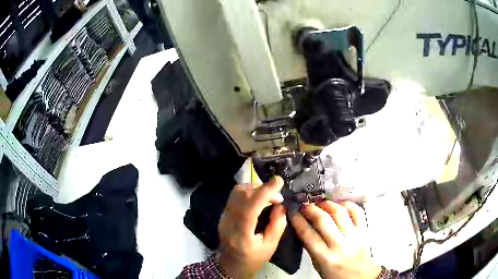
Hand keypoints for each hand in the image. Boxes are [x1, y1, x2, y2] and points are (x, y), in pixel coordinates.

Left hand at [218, 177, 286, 277]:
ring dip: (254, 188)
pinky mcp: (223, 214)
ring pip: (236, 192)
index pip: (250, 207)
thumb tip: (281, 205)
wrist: (232, 265)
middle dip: (262, 189)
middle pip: (241, 195)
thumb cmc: (253, 259)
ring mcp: (223, 217)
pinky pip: (234, 196)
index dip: (265, 191)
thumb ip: (277, 225)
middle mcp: (228, 222)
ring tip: (268, 196)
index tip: (279, 181)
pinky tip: (258, 199)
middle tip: (277, 196)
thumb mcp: (271, 246)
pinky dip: (248, 192)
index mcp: (241, 234)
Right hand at [290, 201, 380, 278]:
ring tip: (319, 202)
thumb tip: (301, 228)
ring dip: (326, 204)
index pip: (308, 234)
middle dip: (310, 209)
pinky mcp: (364, 230)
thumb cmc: (336, 274)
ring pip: (339, 212)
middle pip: (323, 220)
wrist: (361, 276)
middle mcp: (340, 244)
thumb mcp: (318, 266)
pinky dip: (346, 204)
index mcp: (325, 257)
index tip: (291, 212)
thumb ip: (311, 248)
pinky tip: (338, 204)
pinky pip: (356, 211)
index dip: (297, 220)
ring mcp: (354, 235)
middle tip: (303, 205)